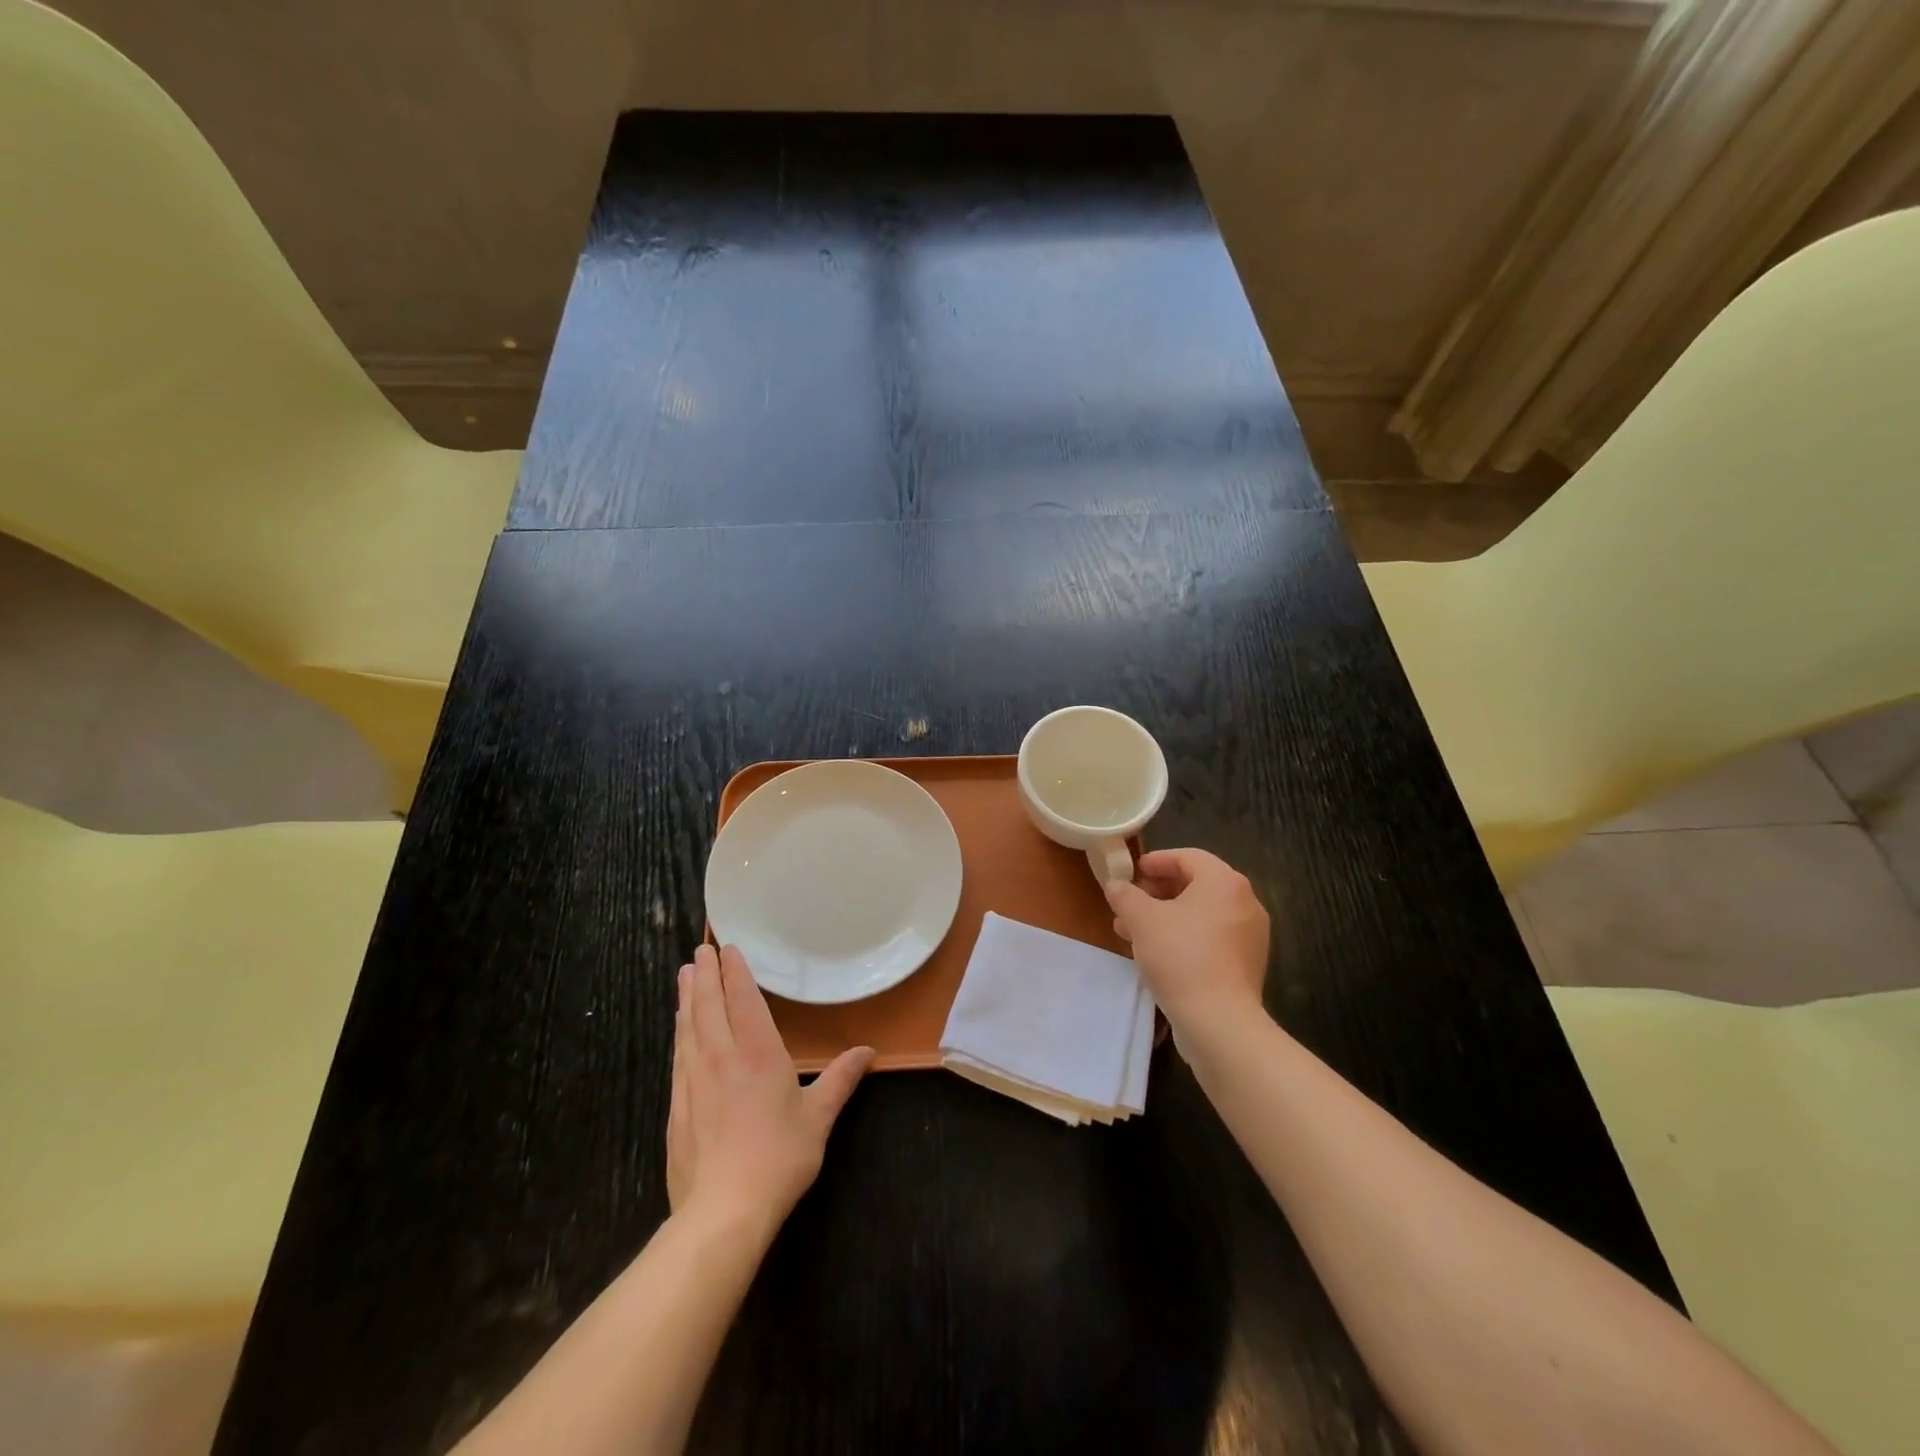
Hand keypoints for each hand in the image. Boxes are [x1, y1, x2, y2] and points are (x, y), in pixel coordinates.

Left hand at [666, 944, 873, 1236]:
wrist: (723, 1211)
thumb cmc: (778, 1157)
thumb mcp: (818, 1117)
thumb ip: (840, 1079)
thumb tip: (867, 1052)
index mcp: (757, 1052)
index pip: (742, 1000)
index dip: (734, 971)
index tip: (727, 948)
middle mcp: (721, 1057)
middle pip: (709, 1006)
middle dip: (706, 975)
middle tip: (700, 950)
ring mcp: (694, 1081)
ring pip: (688, 1027)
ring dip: (687, 998)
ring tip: (686, 976)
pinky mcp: (677, 1106)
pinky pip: (678, 1055)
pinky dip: (679, 1032)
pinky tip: (679, 1030)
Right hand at [1105, 848, 1269, 1037]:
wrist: (1220, 1022)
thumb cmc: (1180, 957)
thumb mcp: (1141, 920)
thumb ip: (1125, 895)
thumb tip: (1116, 885)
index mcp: (1224, 882)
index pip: (1187, 857)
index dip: (1156, 861)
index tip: (1132, 871)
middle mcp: (1245, 902)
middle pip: (1196, 884)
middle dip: (1158, 892)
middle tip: (1130, 903)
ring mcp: (1250, 935)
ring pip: (1201, 914)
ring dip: (1166, 916)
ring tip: (1133, 931)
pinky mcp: (1247, 963)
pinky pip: (1211, 937)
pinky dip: (1185, 936)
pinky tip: (1158, 953)